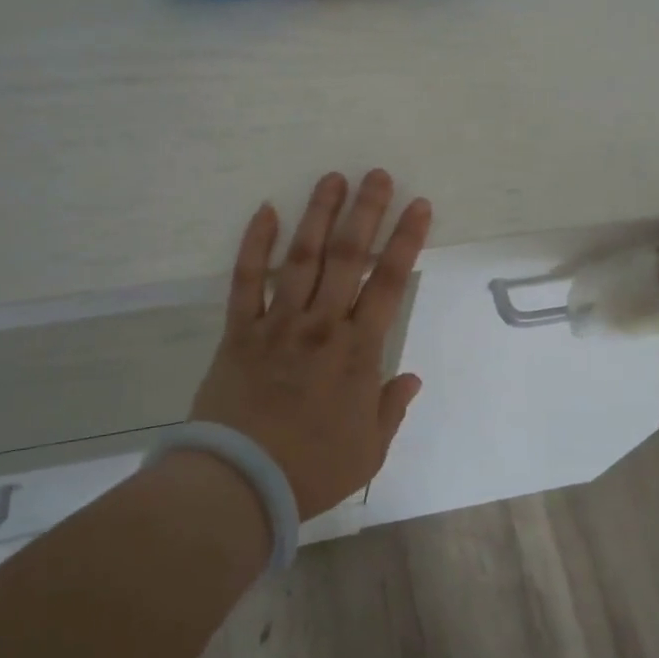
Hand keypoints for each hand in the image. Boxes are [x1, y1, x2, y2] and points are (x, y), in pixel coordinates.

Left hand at [189, 170, 431, 518]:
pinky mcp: (240, 331)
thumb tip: (412, 377)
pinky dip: (254, 245)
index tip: (418, 206)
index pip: (390, 283)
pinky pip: (246, 281)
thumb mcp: (369, 449)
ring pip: (302, 258)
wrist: (241, 483)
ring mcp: (278, 324)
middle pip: (348, 257)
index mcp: (359, 351)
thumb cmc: (312, 470)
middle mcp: (322, 325)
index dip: (407, 240)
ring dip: (318, 215)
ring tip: (331, 179)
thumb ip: (392, 407)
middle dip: (366, 211)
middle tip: (376, 175)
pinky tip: (265, 211)